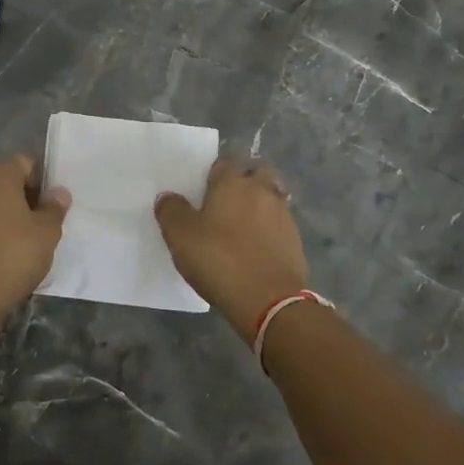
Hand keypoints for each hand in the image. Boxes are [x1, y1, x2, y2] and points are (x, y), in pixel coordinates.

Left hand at [0, 156, 69, 316]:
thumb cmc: (12, 254)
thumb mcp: (46, 232)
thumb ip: (54, 208)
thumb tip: (59, 193)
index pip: (26, 165)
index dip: (42, 185)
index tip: (51, 210)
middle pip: (4, 182)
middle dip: (21, 200)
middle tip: (38, 228)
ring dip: (2, 216)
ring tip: (18, 244)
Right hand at [154, 161, 308, 338]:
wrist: (269, 301)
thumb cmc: (219, 260)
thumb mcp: (180, 237)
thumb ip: (171, 211)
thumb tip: (168, 197)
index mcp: (232, 183)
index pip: (222, 163)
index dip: (212, 175)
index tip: (202, 191)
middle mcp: (262, 190)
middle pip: (256, 173)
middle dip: (244, 181)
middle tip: (226, 203)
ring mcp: (283, 215)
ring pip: (271, 198)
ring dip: (259, 206)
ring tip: (241, 228)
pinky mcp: (296, 240)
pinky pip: (279, 225)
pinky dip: (269, 230)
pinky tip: (256, 248)